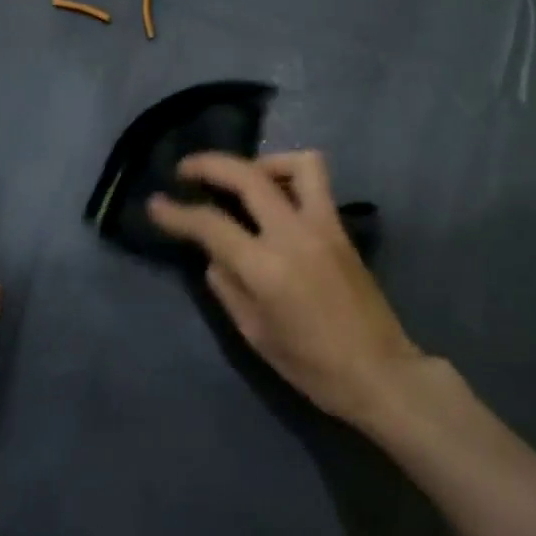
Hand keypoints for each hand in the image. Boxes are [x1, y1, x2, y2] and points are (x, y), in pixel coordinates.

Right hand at [146, 151, 423, 427]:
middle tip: (186, 169)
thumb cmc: (312, 366)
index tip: (156, 203)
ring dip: (263, 162)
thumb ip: (228, 288)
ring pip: (298, 164)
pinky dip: (290, 178)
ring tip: (244, 179)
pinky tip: (276, 200)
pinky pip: (317, 185)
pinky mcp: (343, 230)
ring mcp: (325, 226)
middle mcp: (295, 235)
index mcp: (267, 268)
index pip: (211, 225)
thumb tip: (213, 255)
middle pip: (249, 177)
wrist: (380, 372)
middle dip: (210, 164)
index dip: (177, 213)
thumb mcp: (256, 335)